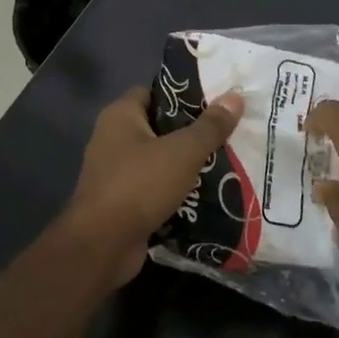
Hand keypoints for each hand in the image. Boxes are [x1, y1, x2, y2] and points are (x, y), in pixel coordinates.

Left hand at [63, 86, 245, 283]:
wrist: (103, 246)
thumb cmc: (140, 185)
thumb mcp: (183, 152)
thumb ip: (210, 126)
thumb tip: (236, 96)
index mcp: (120, 116)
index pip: (155, 92)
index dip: (185, 94)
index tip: (217, 101)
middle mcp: (113, 138)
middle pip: (160, 126)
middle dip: (193, 132)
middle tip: (229, 133)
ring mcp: (115, 172)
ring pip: (160, 160)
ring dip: (187, 164)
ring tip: (227, 162)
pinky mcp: (122, 201)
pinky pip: (155, 187)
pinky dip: (177, 190)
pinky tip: (208, 194)